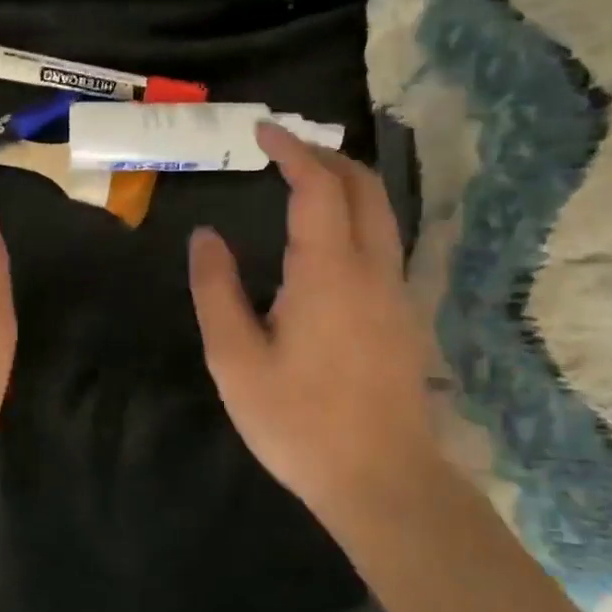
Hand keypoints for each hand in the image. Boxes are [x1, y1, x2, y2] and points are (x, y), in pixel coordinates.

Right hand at [188, 123, 437, 523]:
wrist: (381, 480)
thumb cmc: (298, 421)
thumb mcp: (235, 359)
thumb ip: (217, 290)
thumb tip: (206, 237)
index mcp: (327, 272)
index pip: (317, 187)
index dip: (291, 151)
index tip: (263, 132)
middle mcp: (372, 270)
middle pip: (364, 188)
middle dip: (327, 157)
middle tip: (286, 152)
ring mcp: (397, 294)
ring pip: (383, 216)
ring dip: (348, 187)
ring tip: (307, 187)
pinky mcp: (405, 319)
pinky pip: (386, 245)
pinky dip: (359, 220)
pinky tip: (330, 246)